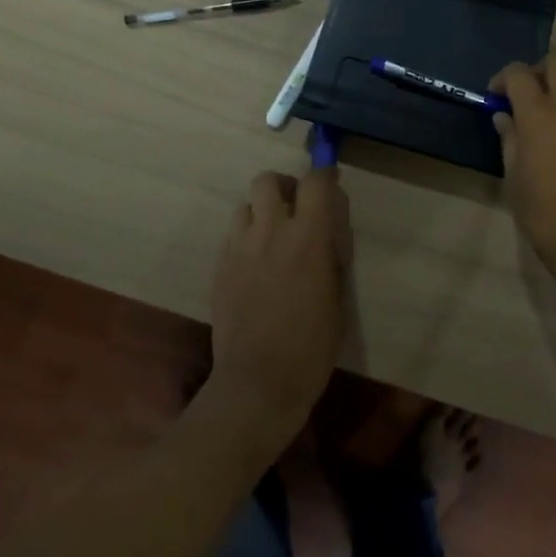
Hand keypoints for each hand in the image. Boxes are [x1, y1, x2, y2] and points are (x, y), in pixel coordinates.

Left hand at [206, 168, 351, 443]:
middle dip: (283, 185)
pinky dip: (246, 237)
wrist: (258, 382)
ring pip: (244, 206)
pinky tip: (255, 263)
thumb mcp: (336, 296)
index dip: (324, 174)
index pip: (315, 183)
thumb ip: (329, 254)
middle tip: (295, 206)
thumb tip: (326, 231)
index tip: (330, 179)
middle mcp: (270, 232)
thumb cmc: (311, 345)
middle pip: (267, 180)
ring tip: (271, 235)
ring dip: (261, 211)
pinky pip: (232, 236)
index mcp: (307, 237)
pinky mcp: (219, 268)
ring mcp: (239, 249)